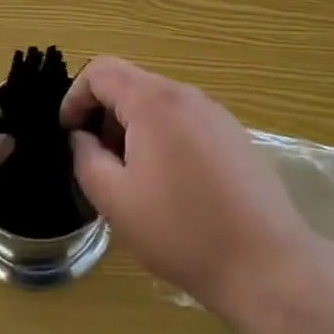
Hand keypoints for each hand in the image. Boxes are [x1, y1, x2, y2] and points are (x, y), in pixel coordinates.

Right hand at [61, 56, 315, 315]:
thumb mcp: (116, 200)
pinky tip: (171, 186)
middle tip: (98, 162)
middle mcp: (186, 94)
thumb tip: (80, 137)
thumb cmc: (182, 230)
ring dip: (134, 129)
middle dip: (105, 115)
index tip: (68, 135)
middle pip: (131, 84)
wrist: (265, 263)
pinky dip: (164, 138)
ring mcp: (215, 113)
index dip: (75, 97)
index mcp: (153, 101)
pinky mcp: (234, 135)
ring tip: (132, 179)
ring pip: (159, 104)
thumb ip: (86, 159)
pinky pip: (185, 121)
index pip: (101, 70)